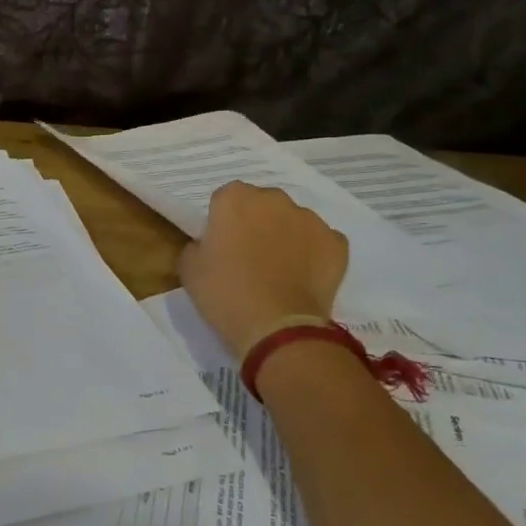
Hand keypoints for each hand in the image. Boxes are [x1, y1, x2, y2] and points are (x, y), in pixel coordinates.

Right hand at [178, 182, 348, 359]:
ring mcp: (310, 219)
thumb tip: (209, 244)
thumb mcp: (189, 268)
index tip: (221, 246)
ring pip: (293, 221)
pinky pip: (320, 242)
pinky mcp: (336, 242)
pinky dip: (313, 255)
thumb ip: (197, 244)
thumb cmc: (224, 293)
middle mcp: (274, 198)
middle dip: (256, 223)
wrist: (276, 327)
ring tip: (279, 271)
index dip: (222, 223)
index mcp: (234, 198)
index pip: (224, 200)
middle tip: (249, 257)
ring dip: (286, 236)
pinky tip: (302, 279)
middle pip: (262, 204)